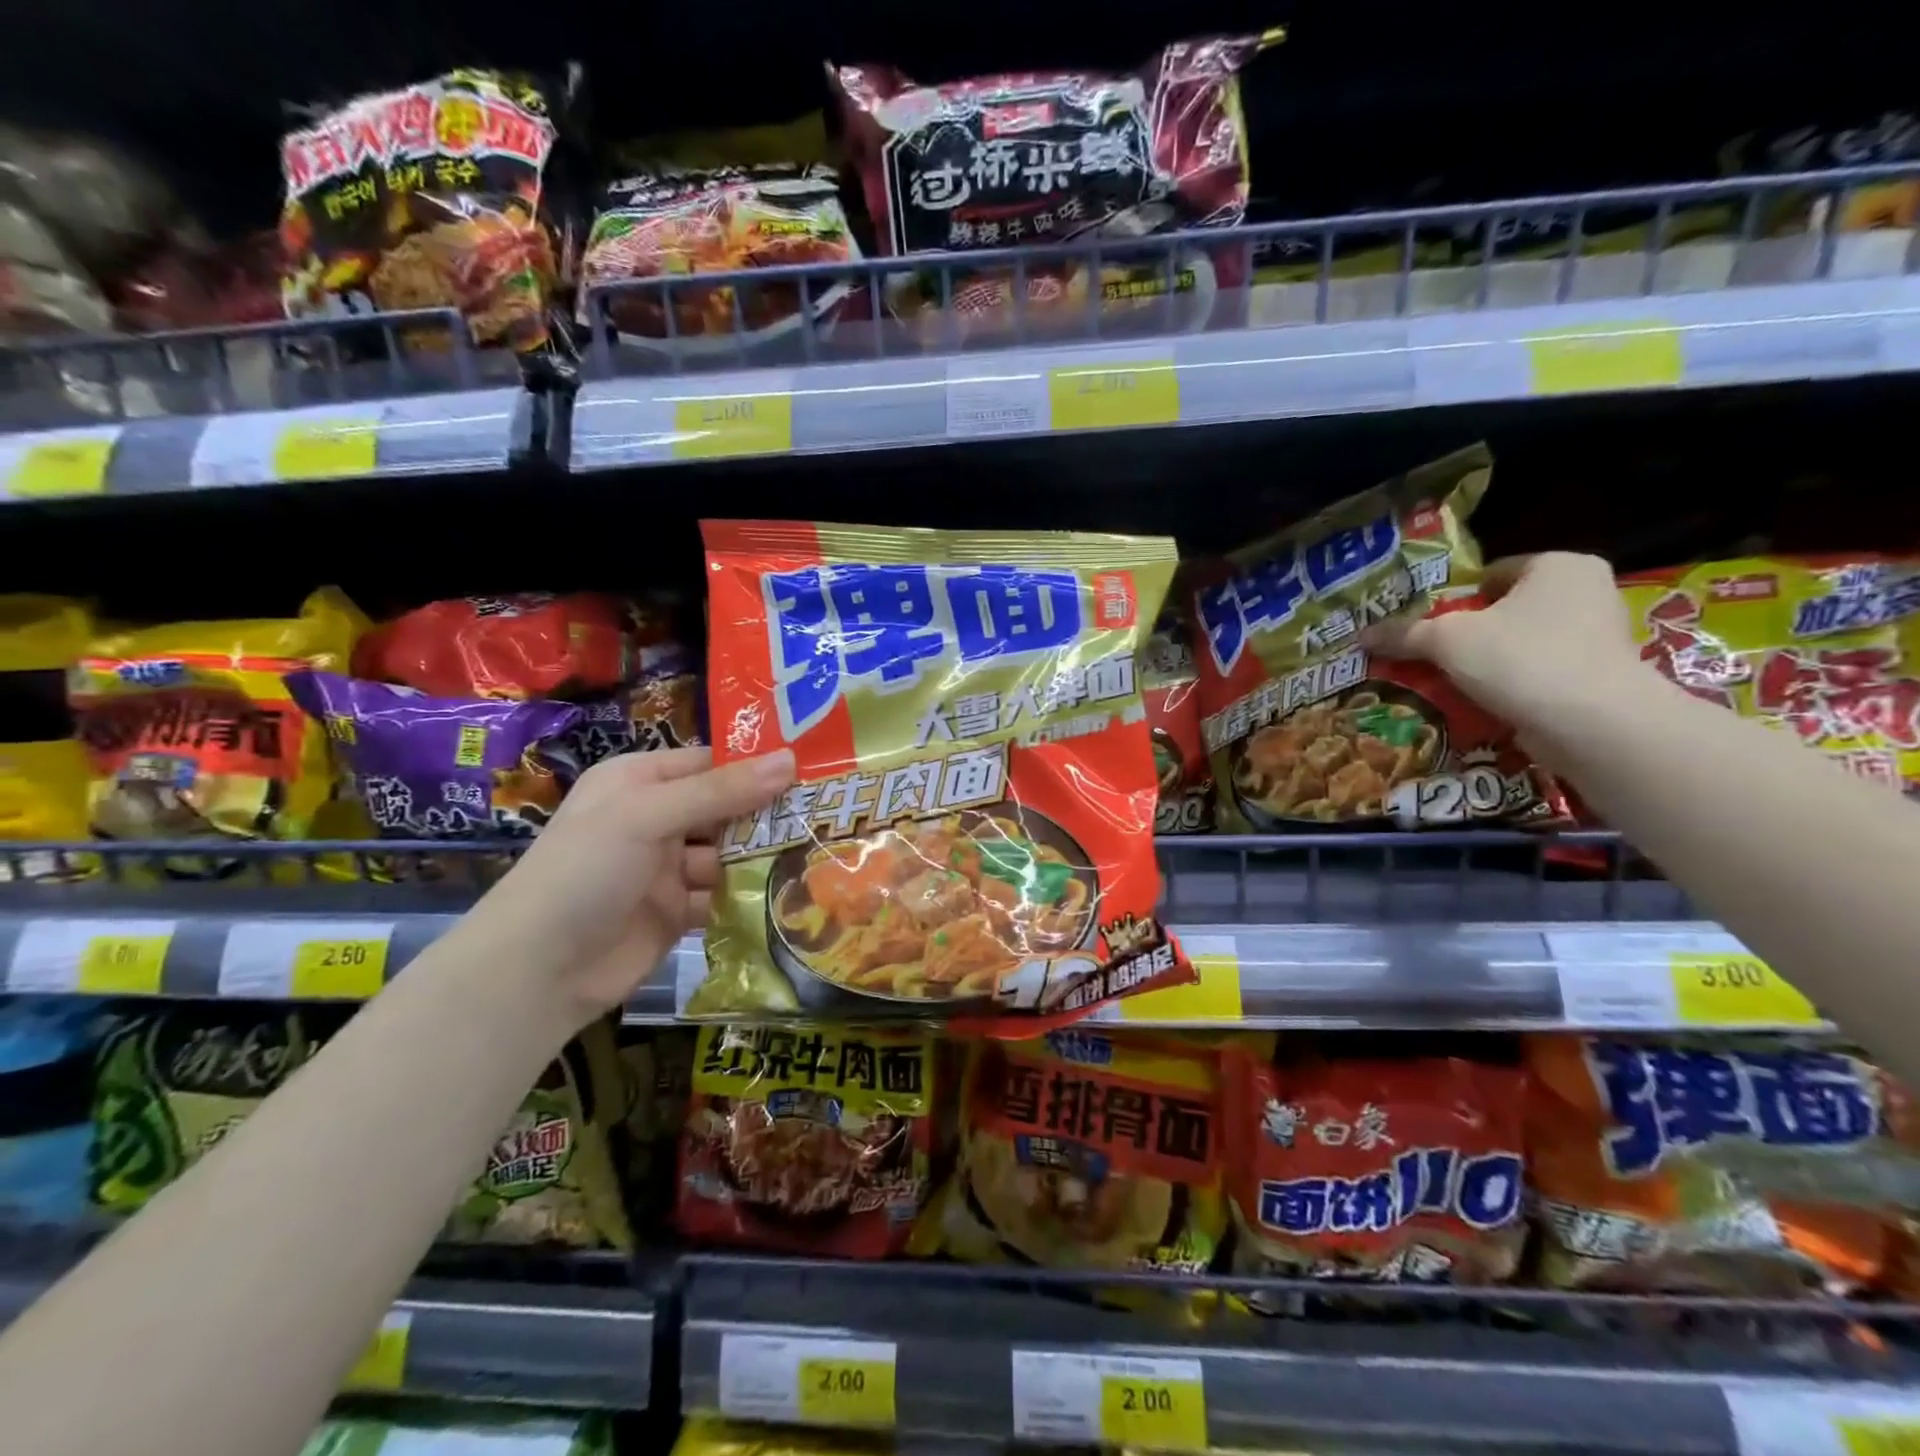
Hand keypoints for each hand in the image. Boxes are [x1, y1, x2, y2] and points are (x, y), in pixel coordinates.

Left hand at [462, 746, 794, 1030]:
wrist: (536, 972)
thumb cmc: (585, 871)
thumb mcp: (649, 815)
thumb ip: (721, 790)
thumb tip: (790, 760)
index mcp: (640, 781)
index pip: (711, 763)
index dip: (757, 766)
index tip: (814, 770)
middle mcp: (656, 819)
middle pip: (726, 809)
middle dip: (767, 816)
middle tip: (827, 816)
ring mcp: (667, 868)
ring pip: (729, 855)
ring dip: (763, 859)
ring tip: (818, 856)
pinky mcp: (677, 912)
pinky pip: (723, 895)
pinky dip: (748, 897)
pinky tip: (789, 896)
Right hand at [1364, 552, 1654, 733]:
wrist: (1594, 723)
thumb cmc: (1521, 658)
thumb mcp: (1446, 640)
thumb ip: (1404, 633)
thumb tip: (1361, 635)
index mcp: (1559, 566)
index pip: (1492, 574)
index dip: (1454, 598)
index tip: (1427, 626)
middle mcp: (1588, 592)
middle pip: (1507, 610)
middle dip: (1470, 633)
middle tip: (1432, 656)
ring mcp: (1600, 637)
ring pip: (1523, 644)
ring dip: (1488, 663)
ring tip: (1450, 683)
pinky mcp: (1601, 678)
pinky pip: (1541, 674)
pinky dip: (1513, 687)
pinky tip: (1483, 704)